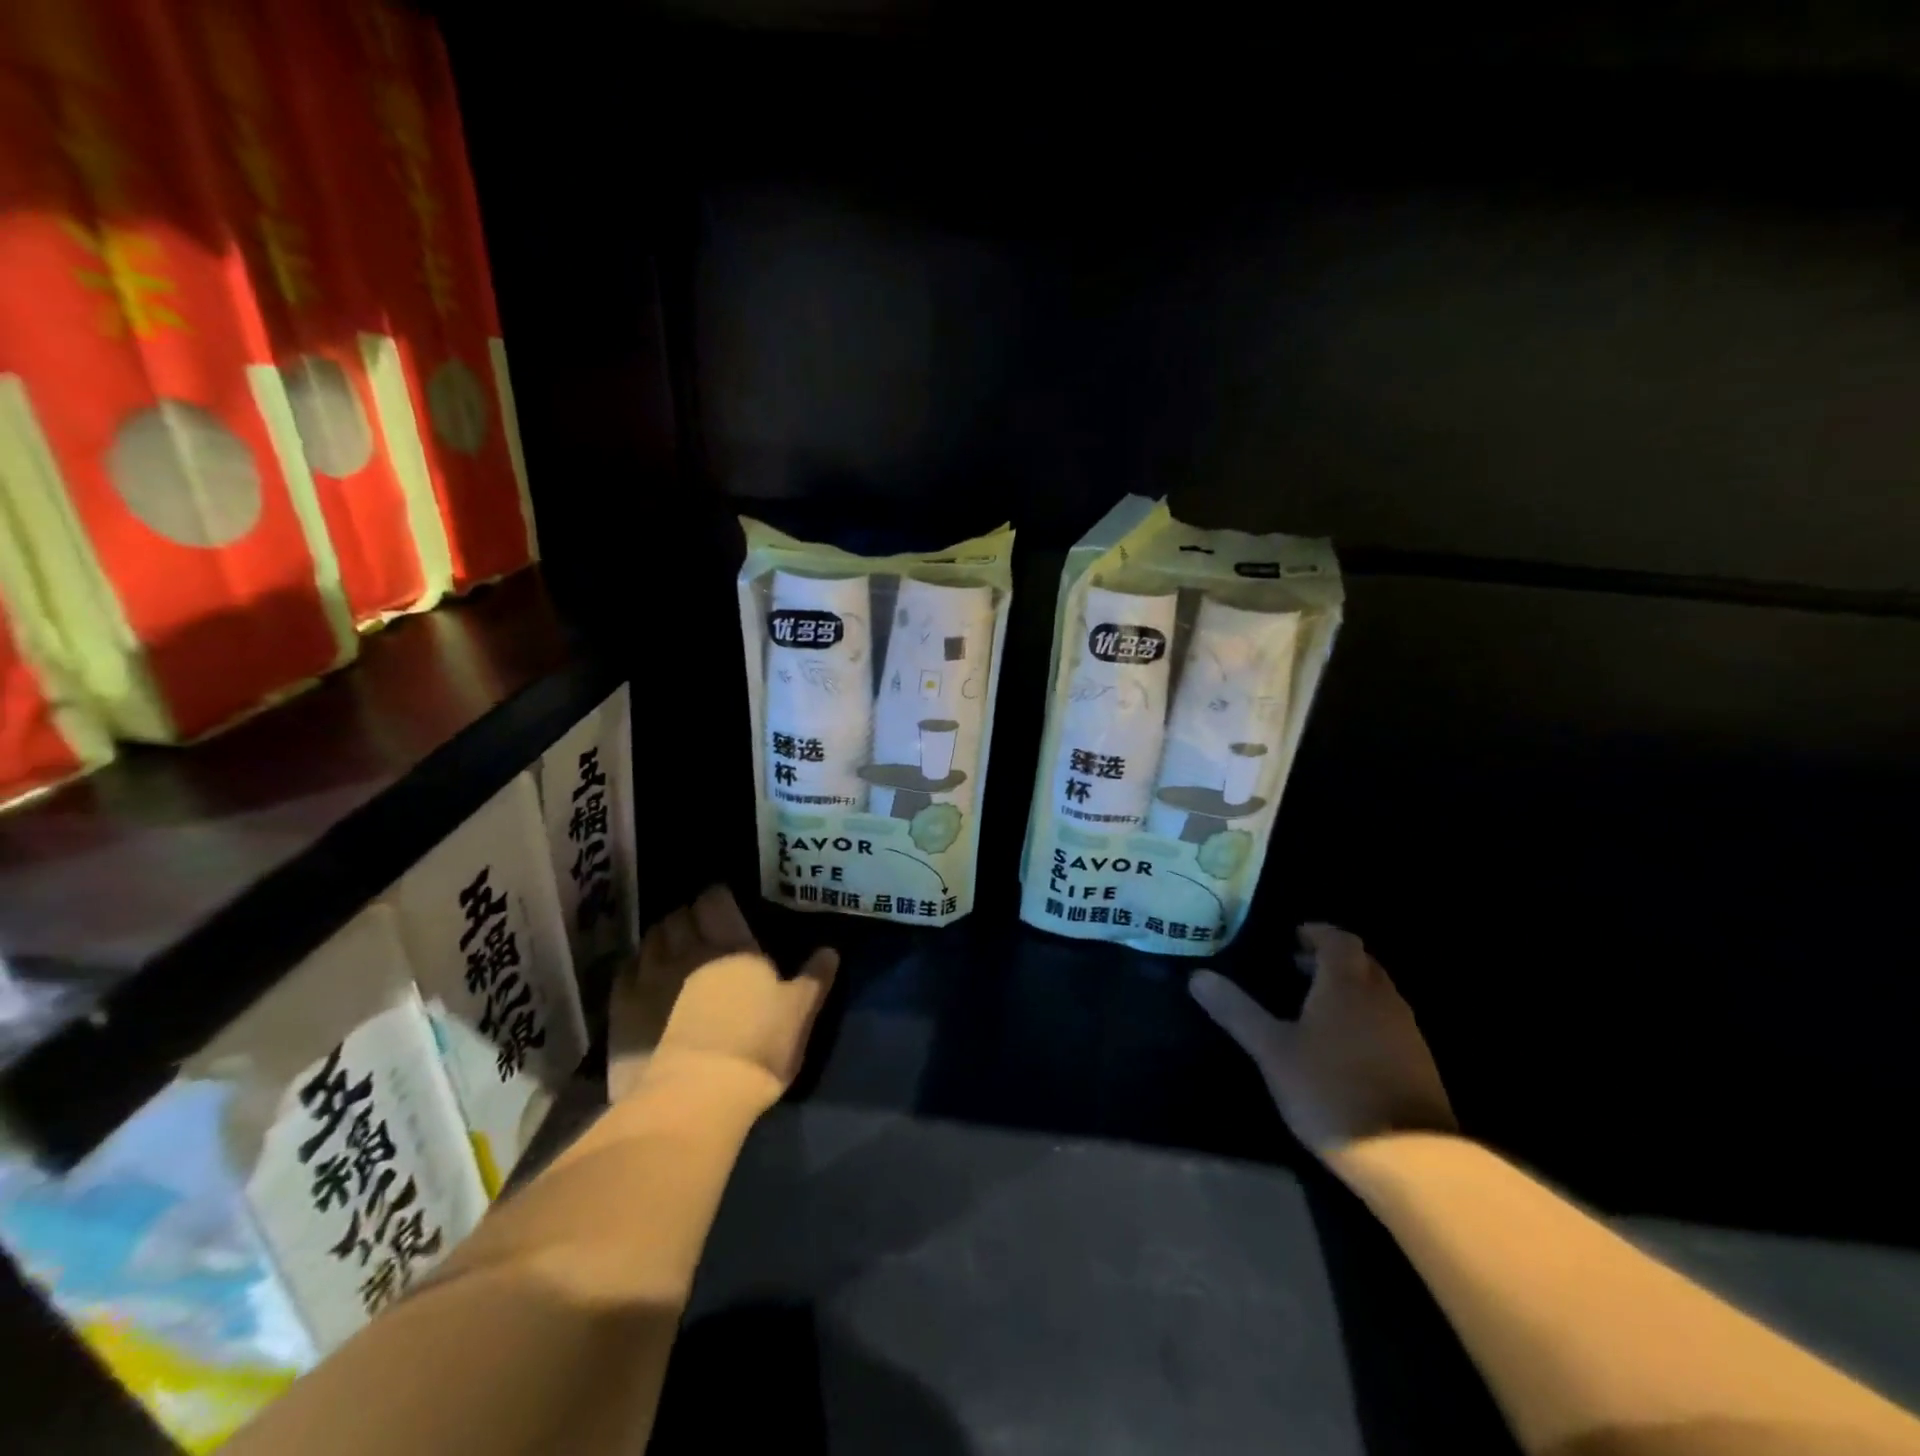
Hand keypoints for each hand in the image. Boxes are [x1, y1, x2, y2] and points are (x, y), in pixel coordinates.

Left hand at [607, 885, 838, 1105]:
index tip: (724, 902)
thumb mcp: (799, 1014)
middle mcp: (688, 950)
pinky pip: (627, 970)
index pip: (716, 901)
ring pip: (651, 938)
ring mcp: (650, 977)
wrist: (694, 1098)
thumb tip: (830, 950)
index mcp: (732, 946)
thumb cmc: (756, 1048)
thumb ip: (814, 978)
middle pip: (680, 915)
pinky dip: (637, 965)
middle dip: (688, 915)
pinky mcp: (623, 1007)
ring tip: (672, 947)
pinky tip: (644, 976)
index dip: (718, 897)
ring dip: (662, 936)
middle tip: (700, 926)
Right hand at [1190, 923, 1455, 1163]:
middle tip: (1296, 971)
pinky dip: (1364, 1020)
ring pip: (1376, 994)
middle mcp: (1382, 998)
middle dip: (1330, 961)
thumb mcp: (1272, 1051)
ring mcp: (1406, 1032)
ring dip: (1349, 991)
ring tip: (1314, 1010)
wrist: (1408, 1158)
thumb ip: (1237, 1011)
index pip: (1339, 939)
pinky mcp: (1419, 1064)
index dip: (1316, 934)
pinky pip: (1388, 1024)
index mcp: (1346, 985)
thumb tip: (1197, 976)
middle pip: (1361, 963)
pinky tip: (1343, 1049)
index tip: (1291, 940)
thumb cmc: (1330, 1091)